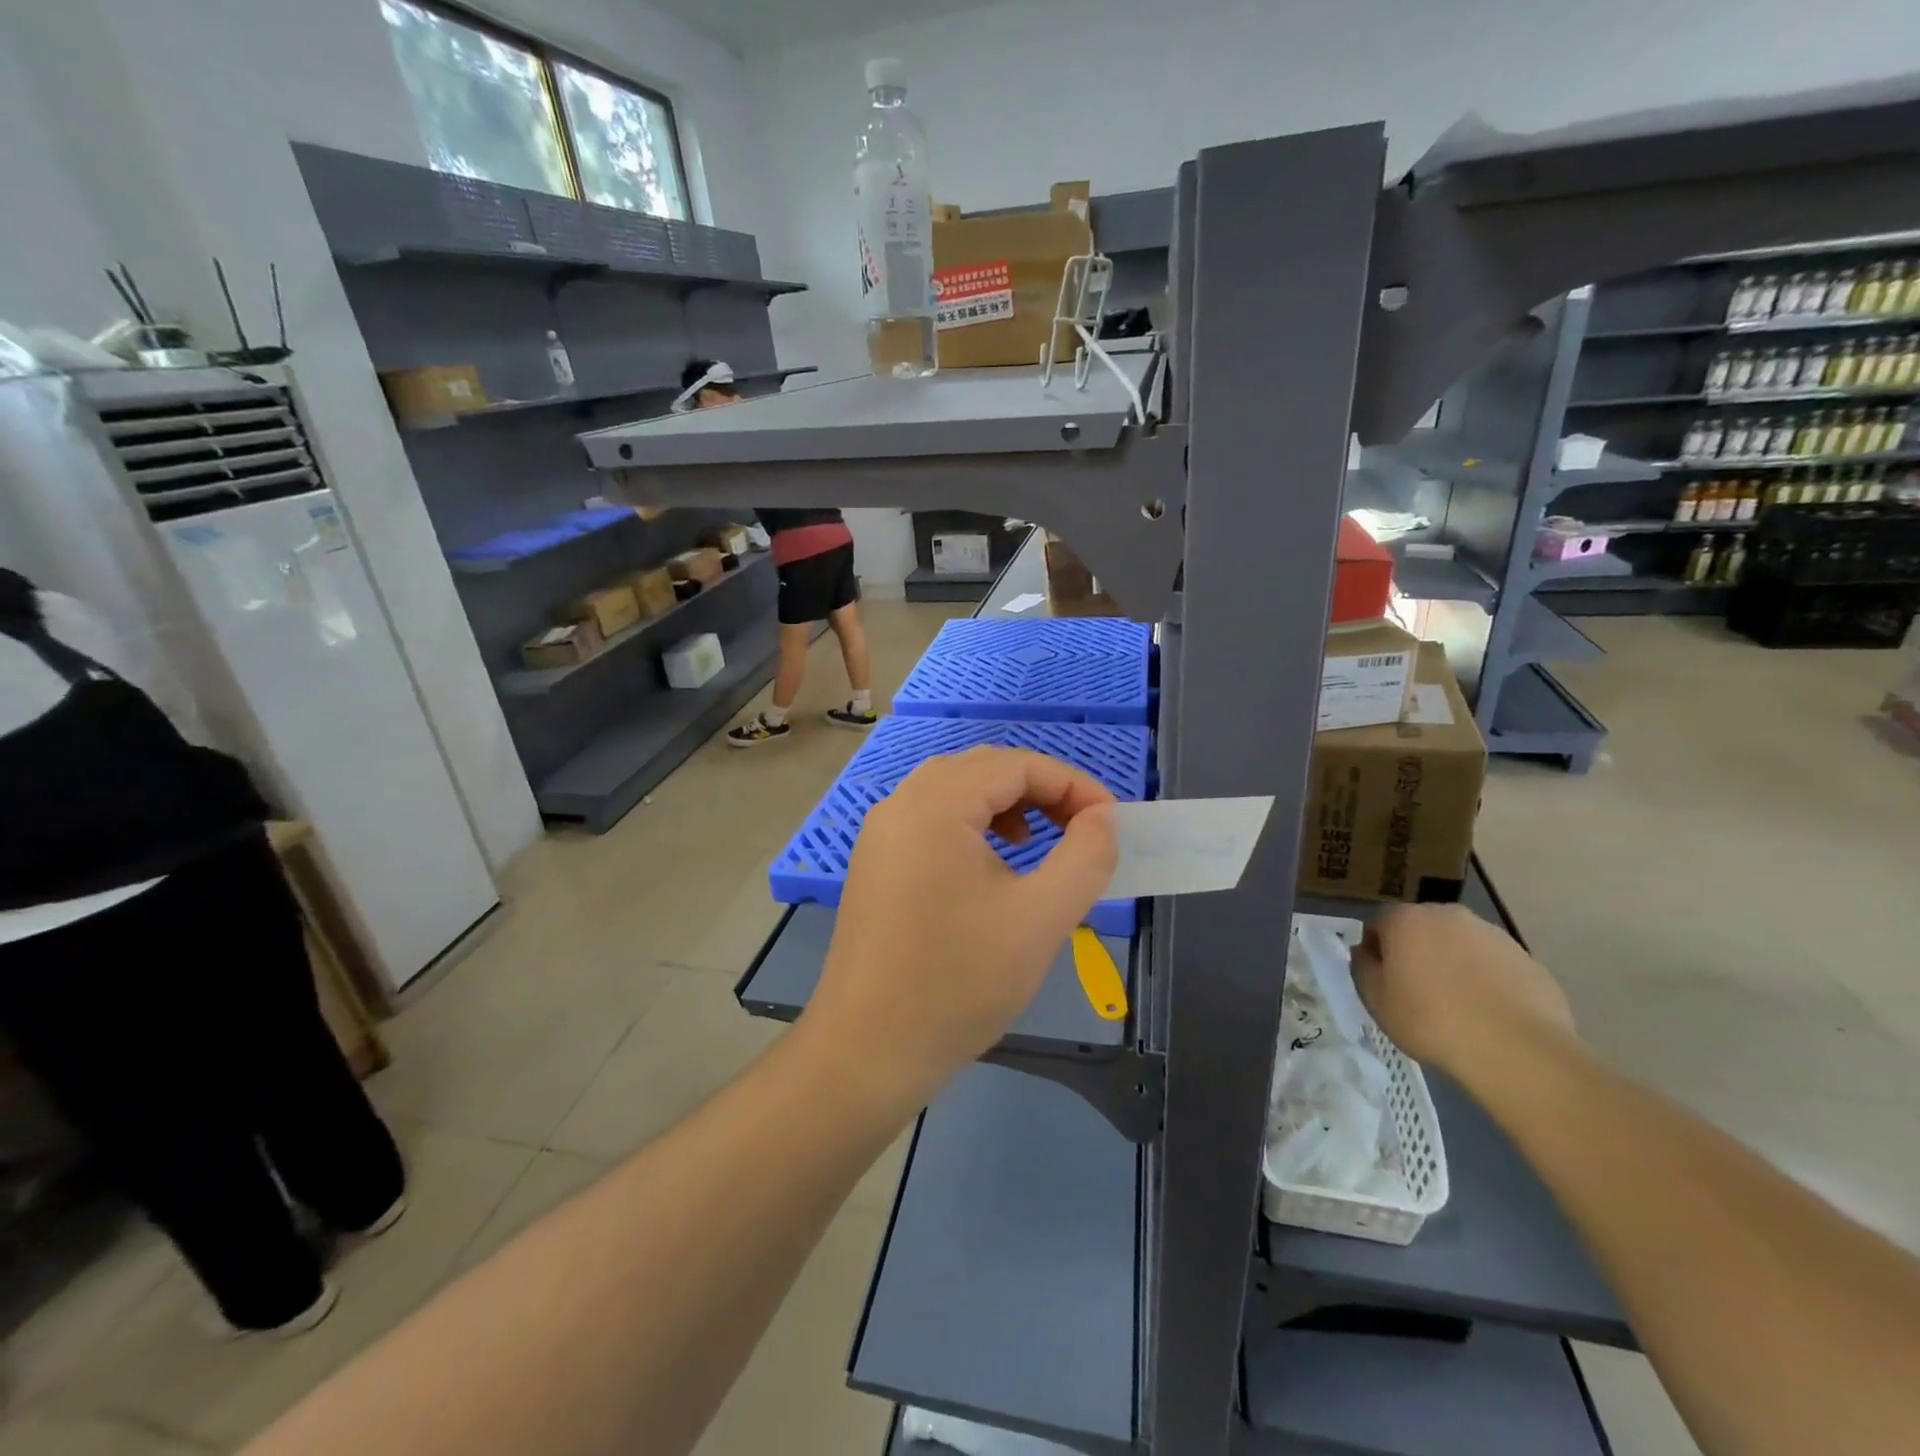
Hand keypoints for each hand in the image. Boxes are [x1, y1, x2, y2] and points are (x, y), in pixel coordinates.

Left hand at [803, 747, 1117, 1109]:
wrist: (869, 1050)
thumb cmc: (959, 981)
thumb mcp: (1041, 918)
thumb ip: (1085, 857)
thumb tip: (1102, 817)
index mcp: (935, 805)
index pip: (1015, 765)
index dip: (1072, 783)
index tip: (1111, 821)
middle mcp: (900, 804)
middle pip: (982, 768)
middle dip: (1039, 788)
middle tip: (1080, 827)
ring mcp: (881, 833)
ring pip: (954, 790)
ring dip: (1004, 803)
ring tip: (1036, 841)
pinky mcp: (875, 863)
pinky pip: (930, 819)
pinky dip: (971, 824)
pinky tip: (991, 864)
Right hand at [1350, 903, 1576, 1075]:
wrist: (1516, 1050)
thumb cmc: (1430, 1020)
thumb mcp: (1375, 999)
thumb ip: (1363, 967)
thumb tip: (1366, 952)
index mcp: (1406, 919)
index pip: (1380, 925)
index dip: (1379, 953)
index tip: (1384, 982)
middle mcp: (1448, 915)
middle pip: (1423, 929)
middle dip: (1418, 952)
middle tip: (1418, 992)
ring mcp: (1492, 934)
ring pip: (1461, 945)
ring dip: (1454, 964)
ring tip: (1458, 1007)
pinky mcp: (1528, 959)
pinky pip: (1495, 966)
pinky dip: (1488, 981)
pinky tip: (1489, 1014)